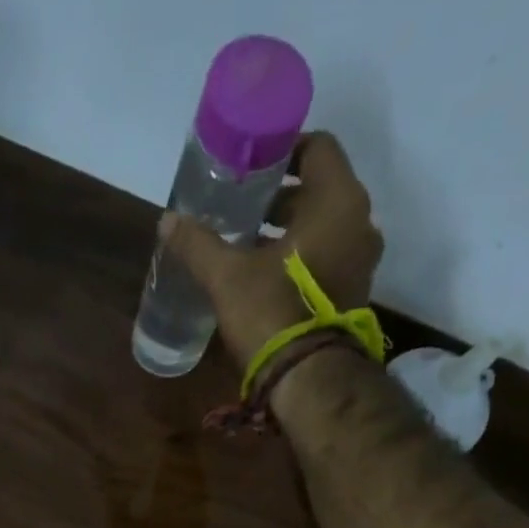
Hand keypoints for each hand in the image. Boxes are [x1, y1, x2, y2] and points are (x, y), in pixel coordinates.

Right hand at [162, 131, 384, 367]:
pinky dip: (302, 257)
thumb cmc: (271, 313)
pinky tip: (268, 274)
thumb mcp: (226, 277)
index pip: (318, 148)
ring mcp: (361, 261)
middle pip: (319, 190)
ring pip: (324, 227)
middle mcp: (359, 222)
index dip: (283, 151)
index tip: (252, 167)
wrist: (306, 379)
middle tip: (241, 209)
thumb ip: (198, 244)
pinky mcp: (353, 293)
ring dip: (290, 230)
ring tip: (249, 243)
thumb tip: (167, 221)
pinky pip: (328, 258)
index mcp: (336, 201)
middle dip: (280, 197)